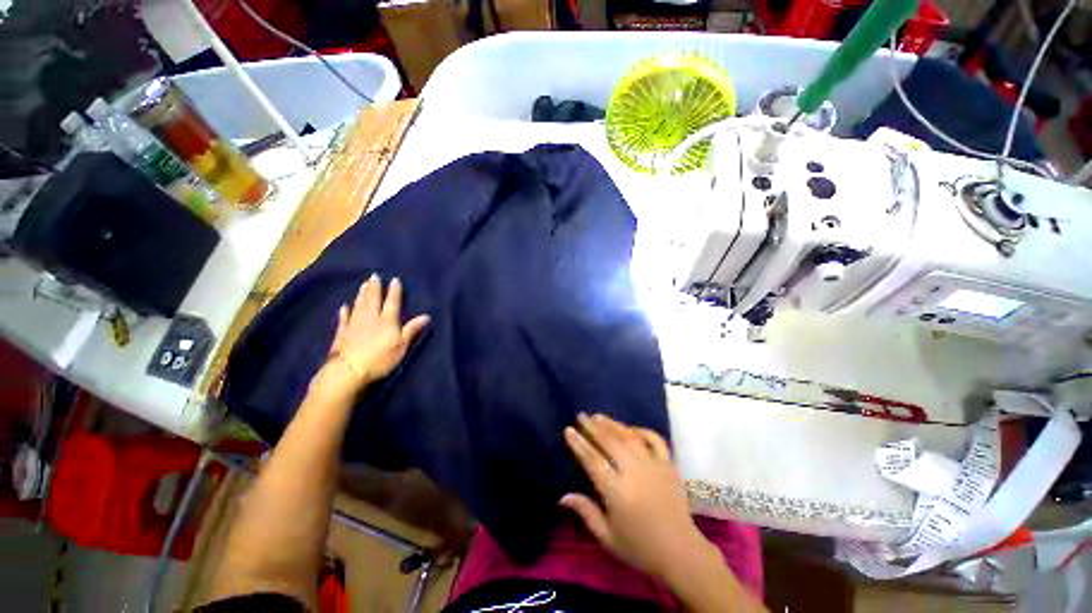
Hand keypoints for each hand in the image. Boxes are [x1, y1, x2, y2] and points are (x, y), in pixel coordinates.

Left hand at [318, 274, 428, 395]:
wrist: (348, 370)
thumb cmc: (380, 359)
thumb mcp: (401, 345)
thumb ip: (412, 330)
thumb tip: (426, 316)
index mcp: (387, 320)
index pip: (392, 302)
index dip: (394, 291)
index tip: (394, 279)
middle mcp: (371, 317)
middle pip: (373, 299)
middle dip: (375, 287)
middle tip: (374, 276)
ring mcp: (354, 324)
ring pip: (359, 305)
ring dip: (362, 294)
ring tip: (363, 284)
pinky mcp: (342, 332)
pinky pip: (344, 318)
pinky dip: (345, 311)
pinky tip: (345, 306)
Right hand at [561, 413, 709, 581]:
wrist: (680, 552)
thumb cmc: (640, 548)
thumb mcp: (607, 537)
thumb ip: (586, 512)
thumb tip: (562, 496)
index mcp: (617, 492)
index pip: (592, 461)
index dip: (578, 444)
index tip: (568, 430)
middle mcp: (634, 472)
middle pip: (609, 442)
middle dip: (592, 427)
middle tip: (581, 416)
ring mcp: (653, 465)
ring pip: (629, 437)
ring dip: (612, 424)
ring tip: (598, 416)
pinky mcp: (669, 464)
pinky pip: (655, 439)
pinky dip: (642, 431)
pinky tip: (630, 429)